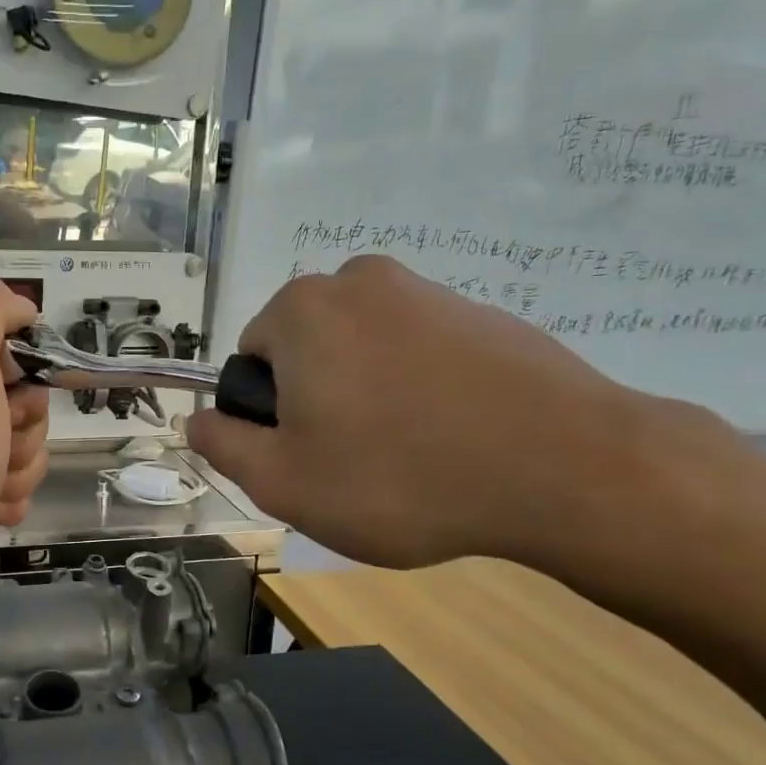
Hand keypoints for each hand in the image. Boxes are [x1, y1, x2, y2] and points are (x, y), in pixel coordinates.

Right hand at [189, 256, 692, 570]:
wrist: (568, 469)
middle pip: (307, 352)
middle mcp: (361, 282)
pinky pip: (420, 354)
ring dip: (368, 399)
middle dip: (318, 402)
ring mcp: (430, 292)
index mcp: (303, 310)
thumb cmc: (399, 477)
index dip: (271, 417)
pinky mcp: (485, 313)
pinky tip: (454, 439)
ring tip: (410, 457)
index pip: (252, 362)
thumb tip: (197, 421)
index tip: (311, 457)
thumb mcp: (283, 482)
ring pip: (364, 353)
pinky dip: (420, 392)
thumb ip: (223, 446)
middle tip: (355, 464)